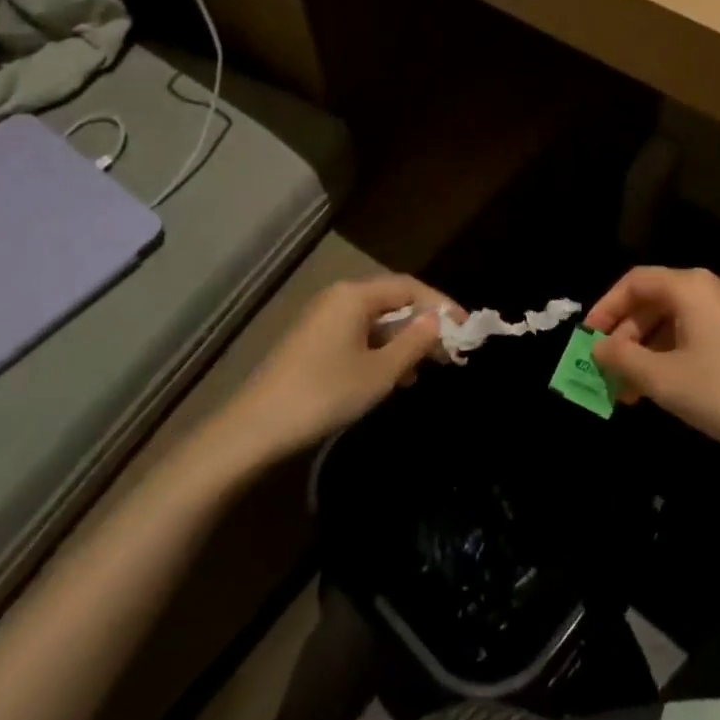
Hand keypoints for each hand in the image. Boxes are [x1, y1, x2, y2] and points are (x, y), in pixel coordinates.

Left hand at [195, 275, 460, 469]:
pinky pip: (359, 336)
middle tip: (451, 352)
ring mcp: (323, 321)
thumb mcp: (380, 372)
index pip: (410, 288)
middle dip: (424, 325)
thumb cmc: (324, 394)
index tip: (466, 330)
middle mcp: (339, 298)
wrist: (253, 431)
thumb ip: (414, 342)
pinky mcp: (312, 344)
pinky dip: (381, 351)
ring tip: (426, 370)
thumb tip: (438, 321)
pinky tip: (393, 379)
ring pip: (376, 322)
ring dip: (404, 342)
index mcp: (355, 295)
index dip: (442, 306)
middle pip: (393, 302)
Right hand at [585, 267, 719, 463]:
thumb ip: (624, 358)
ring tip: (631, 392)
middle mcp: (713, 286)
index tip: (588, 341)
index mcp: (691, 286)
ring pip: (676, 319)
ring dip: (649, 350)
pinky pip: (698, 330)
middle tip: (608, 374)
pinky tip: (666, 386)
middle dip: (627, 337)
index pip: (635, 282)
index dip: (606, 308)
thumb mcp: (665, 379)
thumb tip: (599, 346)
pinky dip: (674, 352)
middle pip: (656, 300)